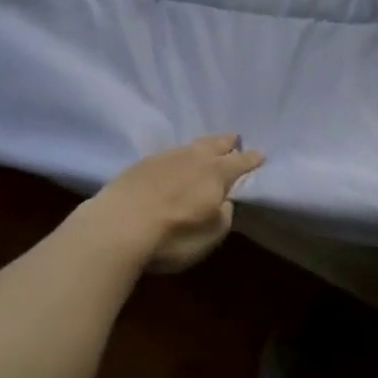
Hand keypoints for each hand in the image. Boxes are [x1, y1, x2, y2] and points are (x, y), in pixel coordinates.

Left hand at [75, 135, 265, 273]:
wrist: (116, 227)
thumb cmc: (172, 236)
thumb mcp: (210, 236)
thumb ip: (223, 215)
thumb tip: (224, 201)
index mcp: (216, 172)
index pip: (241, 161)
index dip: (253, 159)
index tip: (261, 155)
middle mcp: (194, 157)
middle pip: (216, 142)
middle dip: (228, 142)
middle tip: (234, 141)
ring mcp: (166, 156)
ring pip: (192, 145)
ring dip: (203, 147)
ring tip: (206, 150)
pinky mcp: (142, 163)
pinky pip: (170, 153)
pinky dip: (179, 156)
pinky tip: (175, 164)